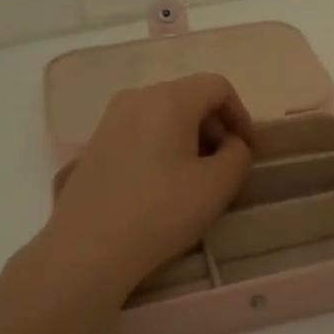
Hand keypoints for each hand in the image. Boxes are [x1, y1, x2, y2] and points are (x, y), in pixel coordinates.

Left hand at [42, 74, 254, 297]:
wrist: (87, 247)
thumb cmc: (160, 212)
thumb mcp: (217, 186)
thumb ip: (238, 155)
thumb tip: (230, 143)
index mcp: (169, 99)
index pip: (218, 86)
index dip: (241, 114)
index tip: (247, 150)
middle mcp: (136, 98)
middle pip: (188, 97)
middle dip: (214, 126)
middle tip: (223, 166)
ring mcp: (110, 120)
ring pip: (163, 114)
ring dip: (188, 137)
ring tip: (194, 178)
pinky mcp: (95, 144)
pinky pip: (140, 131)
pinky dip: (161, 146)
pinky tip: (161, 184)